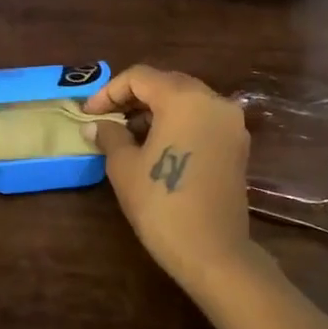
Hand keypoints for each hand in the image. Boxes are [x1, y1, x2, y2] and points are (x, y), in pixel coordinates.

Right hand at [85, 66, 261, 292]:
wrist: (212, 251)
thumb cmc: (161, 204)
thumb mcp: (124, 167)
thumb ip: (110, 136)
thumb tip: (95, 125)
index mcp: (184, 98)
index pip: (140, 77)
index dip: (109, 91)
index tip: (89, 113)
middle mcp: (213, 100)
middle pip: (167, 83)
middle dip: (134, 97)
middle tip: (107, 118)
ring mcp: (231, 122)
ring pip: (187, 100)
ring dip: (156, 110)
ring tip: (128, 133)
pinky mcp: (238, 144)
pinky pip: (203, 119)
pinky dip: (179, 122)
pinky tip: (157, 145)